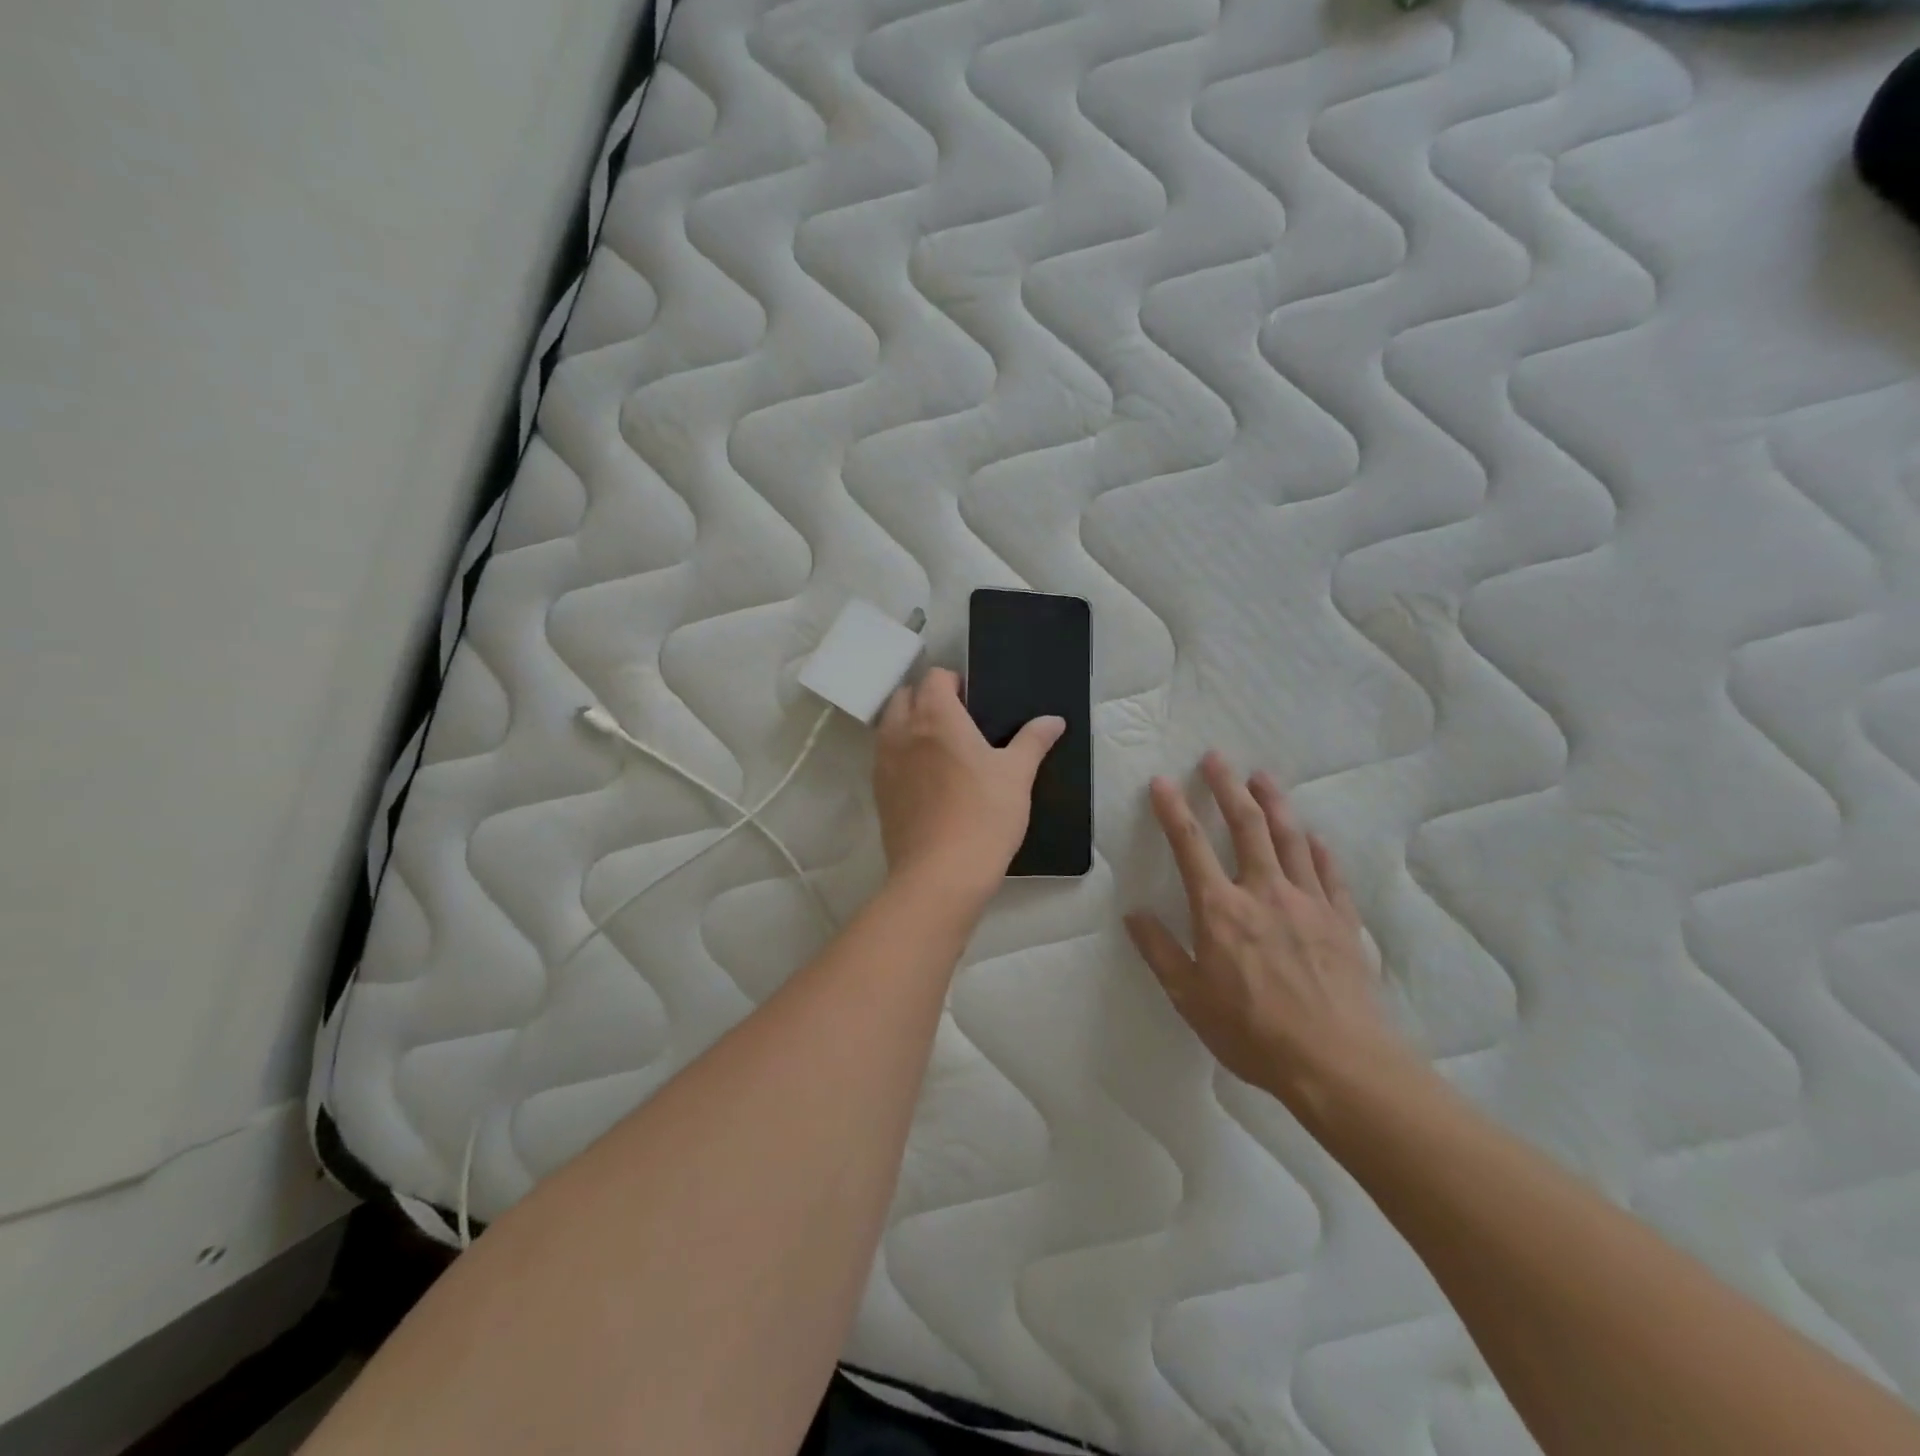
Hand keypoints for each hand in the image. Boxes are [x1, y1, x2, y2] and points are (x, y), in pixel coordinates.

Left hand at [874, 668, 1064, 902]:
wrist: (940, 875)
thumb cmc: (984, 816)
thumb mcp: (1017, 775)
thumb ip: (1033, 740)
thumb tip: (1054, 719)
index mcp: (935, 717)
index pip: (934, 678)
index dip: (953, 682)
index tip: (974, 702)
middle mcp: (902, 732)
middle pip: (905, 696)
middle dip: (926, 698)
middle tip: (958, 722)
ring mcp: (884, 763)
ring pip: (890, 726)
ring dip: (910, 725)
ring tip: (941, 749)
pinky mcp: (878, 793)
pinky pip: (885, 758)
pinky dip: (901, 755)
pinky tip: (927, 780)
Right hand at [1126, 752, 1412, 1120]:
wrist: (1337, 1063)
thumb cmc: (1253, 1033)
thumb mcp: (1190, 998)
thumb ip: (1160, 952)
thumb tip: (1134, 914)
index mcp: (1221, 910)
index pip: (1190, 845)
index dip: (1173, 810)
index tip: (1162, 782)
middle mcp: (1264, 892)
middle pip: (1246, 826)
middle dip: (1227, 788)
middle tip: (1216, 758)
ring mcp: (1308, 902)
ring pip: (1290, 838)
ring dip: (1274, 803)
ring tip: (1263, 777)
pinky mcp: (1342, 920)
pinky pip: (1329, 873)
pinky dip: (1318, 849)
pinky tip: (1313, 837)